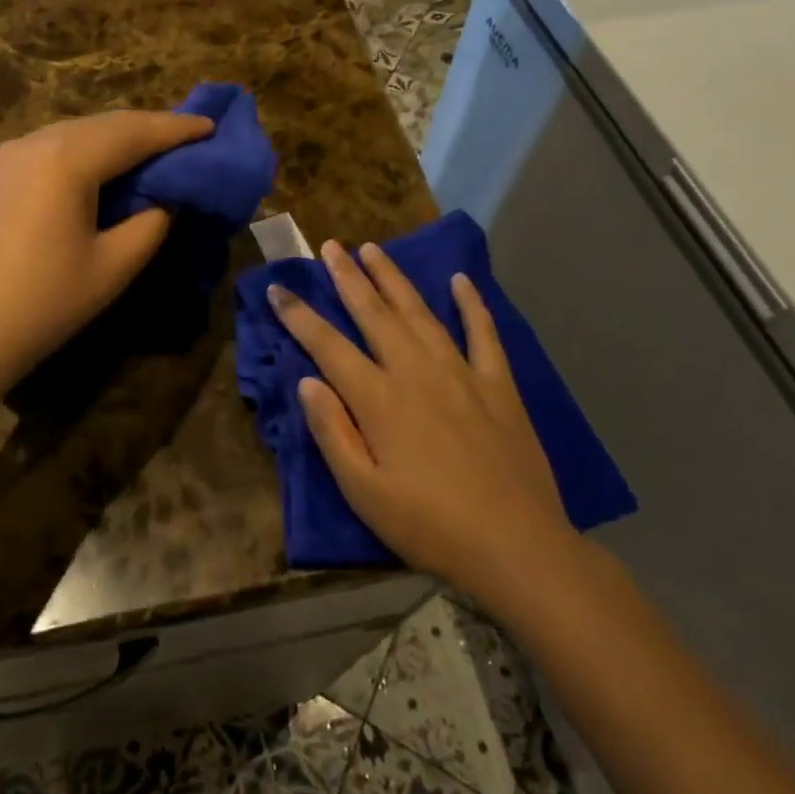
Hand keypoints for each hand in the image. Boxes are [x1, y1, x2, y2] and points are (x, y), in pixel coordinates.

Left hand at [0, 110, 213, 394]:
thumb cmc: (43, 304)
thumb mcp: (112, 267)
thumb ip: (150, 223)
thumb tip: (162, 199)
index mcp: (65, 159)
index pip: (133, 132)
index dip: (176, 129)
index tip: (209, 126)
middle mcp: (30, 144)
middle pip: (100, 126)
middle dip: (144, 129)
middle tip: (181, 138)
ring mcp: (0, 160)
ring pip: (68, 136)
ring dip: (109, 141)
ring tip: (141, 155)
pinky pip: (42, 154)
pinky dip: (76, 156)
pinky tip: (87, 177)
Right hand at [268, 241, 578, 598]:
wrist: (517, 547)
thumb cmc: (430, 526)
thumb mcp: (364, 492)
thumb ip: (332, 432)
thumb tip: (306, 381)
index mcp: (378, 399)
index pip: (327, 345)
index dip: (298, 315)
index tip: (277, 287)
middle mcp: (416, 372)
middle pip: (373, 314)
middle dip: (347, 277)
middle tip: (330, 245)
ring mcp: (461, 373)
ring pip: (419, 313)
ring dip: (393, 279)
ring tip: (374, 249)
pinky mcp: (499, 385)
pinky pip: (483, 333)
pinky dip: (471, 304)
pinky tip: (460, 280)